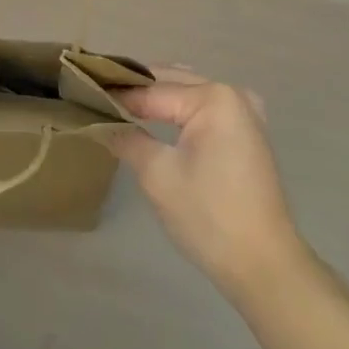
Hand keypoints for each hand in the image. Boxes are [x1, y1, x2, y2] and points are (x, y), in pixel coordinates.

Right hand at [110, 68, 308, 301]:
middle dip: (136, 89)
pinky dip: (180, 109)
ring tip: (119, 104)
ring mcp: (245, 112)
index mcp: (213, 97)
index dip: (117, 94)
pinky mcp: (248, 133)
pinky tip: (156, 117)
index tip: (84, 92)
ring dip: (157, 96)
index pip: (152, 90)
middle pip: (173, 82)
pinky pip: (206, 108)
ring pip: (189, 92)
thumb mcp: (158, 176)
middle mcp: (233, 93)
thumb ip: (127, 139)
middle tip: (96, 94)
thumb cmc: (209, 217)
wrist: (264, 265)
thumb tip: (100, 121)